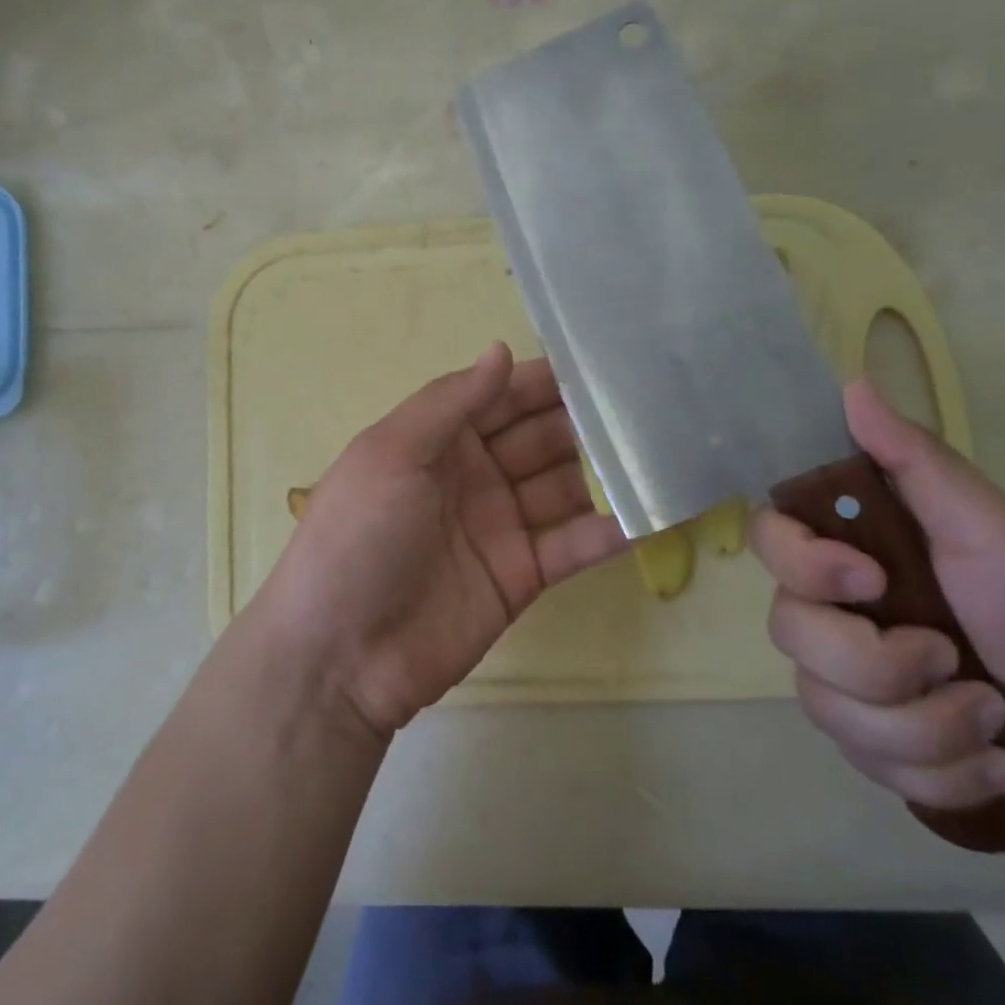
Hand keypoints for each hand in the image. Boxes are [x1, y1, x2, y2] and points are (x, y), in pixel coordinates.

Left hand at [259, 343, 627, 740]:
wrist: (341, 654)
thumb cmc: (359, 535)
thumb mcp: (393, 453)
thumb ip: (451, 401)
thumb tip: (500, 350)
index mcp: (438, 439)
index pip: (501, 396)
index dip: (544, 380)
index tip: (602, 362)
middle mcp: (473, 474)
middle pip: (539, 436)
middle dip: (584, 420)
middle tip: (648, 404)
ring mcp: (500, 526)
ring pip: (563, 485)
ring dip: (605, 469)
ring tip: (664, 450)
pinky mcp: (522, 576)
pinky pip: (572, 544)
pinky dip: (610, 529)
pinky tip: (654, 510)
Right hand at [752, 379, 1004, 832]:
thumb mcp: (991, 527)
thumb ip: (917, 460)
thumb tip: (852, 383)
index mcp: (852, 550)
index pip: (768, 539)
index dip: (802, 565)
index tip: (870, 581)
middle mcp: (833, 609)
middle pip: (789, 632)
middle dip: (878, 665)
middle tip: (954, 662)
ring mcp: (847, 680)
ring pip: (824, 706)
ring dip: (924, 726)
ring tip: (992, 722)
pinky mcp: (872, 744)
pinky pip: (862, 761)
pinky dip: (939, 773)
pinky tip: (990, 763)